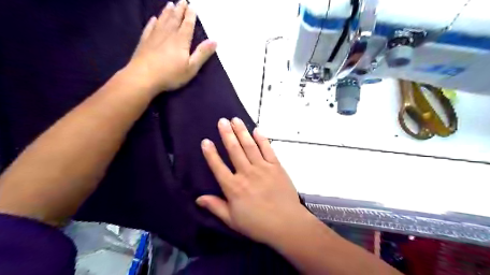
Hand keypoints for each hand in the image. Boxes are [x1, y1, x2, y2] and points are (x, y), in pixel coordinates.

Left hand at [126, 1, 215, 93]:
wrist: (143, 77)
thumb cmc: (171, 74)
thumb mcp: (191, 67)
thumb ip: (202, 53)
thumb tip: (215, 41)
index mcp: (181, 40)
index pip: (187, 25)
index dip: (191, 15)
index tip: (192, 6)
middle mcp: (168, 34)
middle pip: (175, 19)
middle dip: (180, 10)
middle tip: (182, 0)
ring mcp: (155, 36)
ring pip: (162, 20)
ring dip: (167, 12)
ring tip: (170, 4)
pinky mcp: (144, 41)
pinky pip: (150, 27)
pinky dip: (153, 22)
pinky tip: (154, 18)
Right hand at [197, 119, 307, 244]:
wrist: (287, 224)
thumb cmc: (258, 224)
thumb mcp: (232, 220)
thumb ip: (215, 207)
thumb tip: (198, 198)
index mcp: (233, 187)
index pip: (218, 166)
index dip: (211, 153)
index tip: (205, 140)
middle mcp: (246, 173)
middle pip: (234, 150)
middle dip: (227, 134)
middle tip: (222, 121)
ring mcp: (263, 168)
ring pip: (249, 146)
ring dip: (242, 132)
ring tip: (235, 120)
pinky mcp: (276, 166)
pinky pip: (268, 149)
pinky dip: (262, 139)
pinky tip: (257, 130)